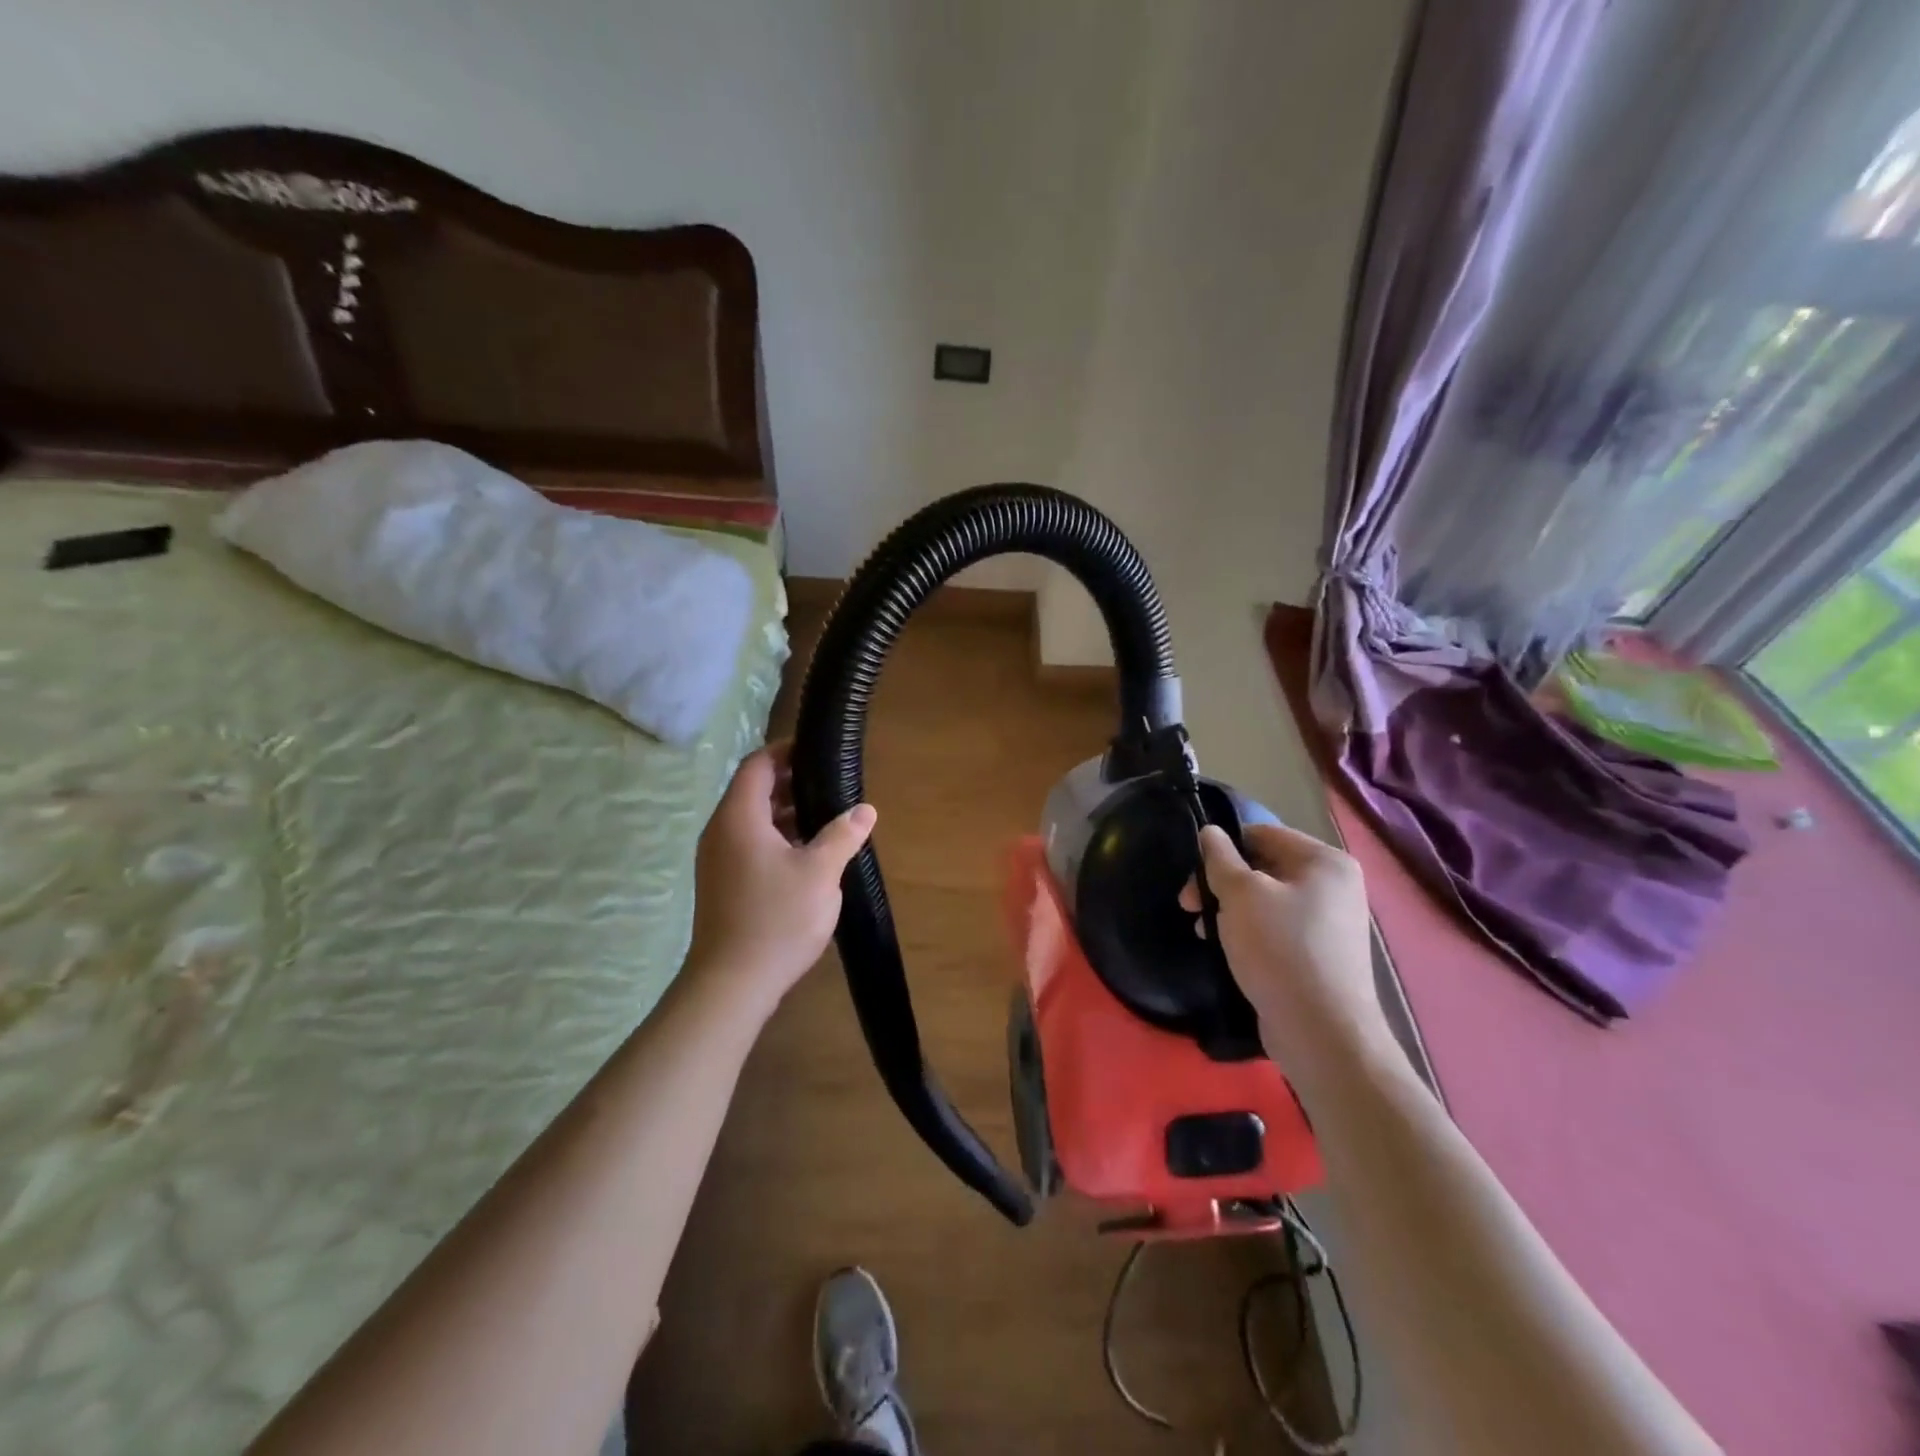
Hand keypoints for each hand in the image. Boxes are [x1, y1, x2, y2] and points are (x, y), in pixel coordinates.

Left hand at [684, 743, 874, 1016]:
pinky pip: (749, 844)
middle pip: (753, 790)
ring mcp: (717, 860)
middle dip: (791, 783)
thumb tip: (865, 810)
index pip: (757, 764)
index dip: (786, 751)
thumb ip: (843, 835)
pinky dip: (776, 838)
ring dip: (785, 813)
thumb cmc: (776, 919)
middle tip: (831, 785)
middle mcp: (721, 831)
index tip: (819, 752)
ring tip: (826, 818)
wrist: (731, 984)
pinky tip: (807, 855)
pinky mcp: (721, 883)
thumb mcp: (820, 873)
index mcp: (738, 818)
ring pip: (751, 820)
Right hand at [1181, 823, 1389, 1080]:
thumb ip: (1220, 859)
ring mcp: (1331, 923)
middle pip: (1263, 867)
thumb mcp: (1240, 895)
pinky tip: (1227, 950)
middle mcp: (1335, 886)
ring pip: (1266, 900)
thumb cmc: (1280, 950)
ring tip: (1204, 932)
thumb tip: (1210, 833)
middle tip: (1188, 906)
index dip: (1222, 848)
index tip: (1193, 875)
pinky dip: (1249, 932)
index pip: (1262, 834)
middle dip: (1221, 884)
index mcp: (1325, 861)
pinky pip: (1277, 928)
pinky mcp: (1321, 955)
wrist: (1322, 1032)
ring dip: (1230, 910)